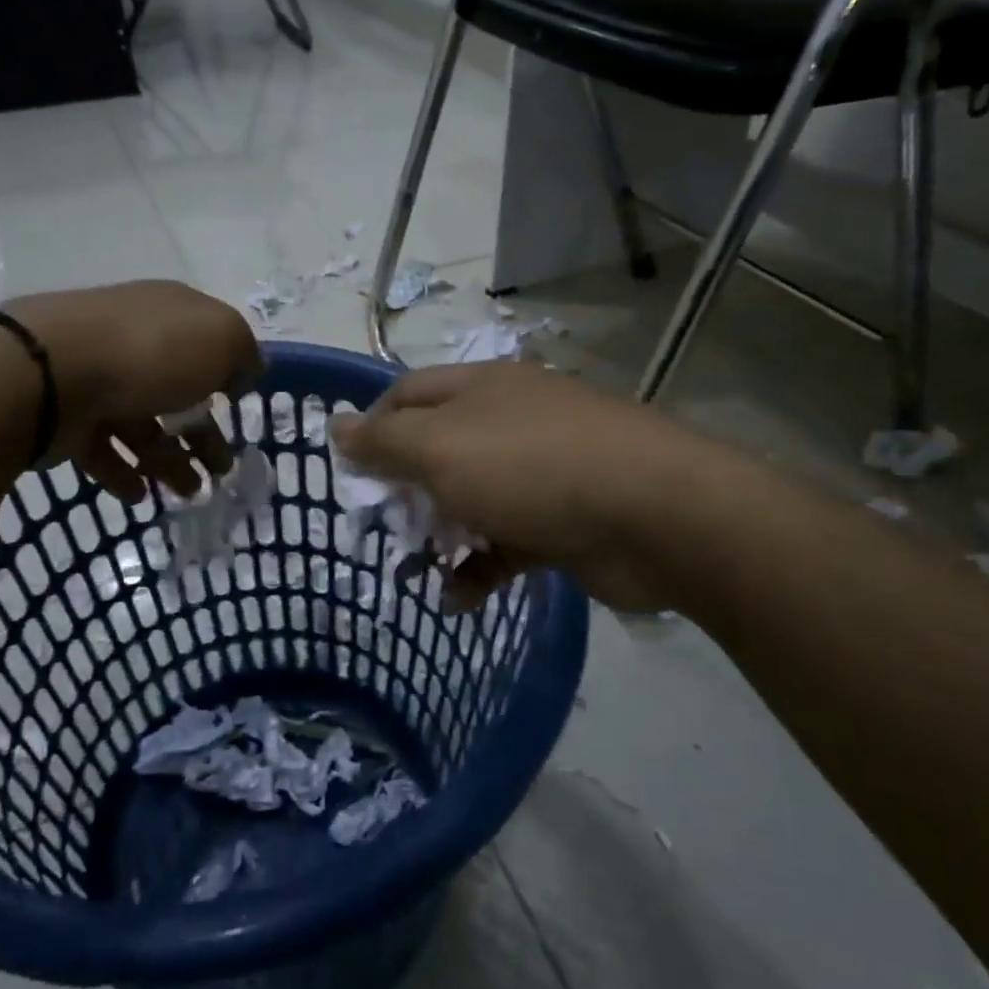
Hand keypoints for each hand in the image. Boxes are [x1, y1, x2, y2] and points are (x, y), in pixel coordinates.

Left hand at [3, 282, 261, 501]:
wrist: (49, 370)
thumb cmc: (150, 351)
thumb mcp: (222, 338)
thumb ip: (243, 355)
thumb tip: (240, 375)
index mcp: (170, 314)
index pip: (206, 343)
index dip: (225, 376)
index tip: (237, 410)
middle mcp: (133, 341)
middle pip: (176, 391)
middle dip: (202, 434)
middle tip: (220, 470)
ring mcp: (95, 377)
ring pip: (142, 424)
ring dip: (169, 461)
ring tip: (187, 493)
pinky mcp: (66, 415)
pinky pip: (102, 447)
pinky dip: (123, 472)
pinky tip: (139, 494)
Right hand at [331, 362, 721, 611]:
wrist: (653, 515)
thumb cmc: (531, 468)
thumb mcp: (441, 448)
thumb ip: (384, 440)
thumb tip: (335, 426)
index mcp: (479, 389)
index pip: (407, 395)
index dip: (372, 428)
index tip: (351, 473)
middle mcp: (508, 421)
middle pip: (438, 450)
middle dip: (404, 490)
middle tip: (380, 528)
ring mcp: (540, 471)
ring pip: (471, 499)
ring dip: (440, 535)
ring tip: (411, 572)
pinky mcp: (562, 520)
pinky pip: (507, 542)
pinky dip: (480, 568)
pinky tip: (460, 599)